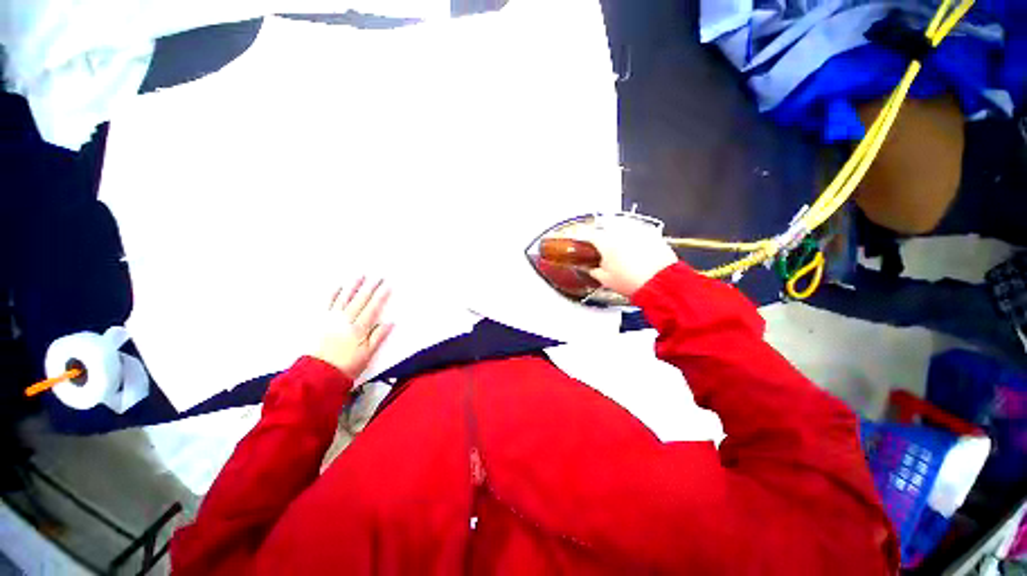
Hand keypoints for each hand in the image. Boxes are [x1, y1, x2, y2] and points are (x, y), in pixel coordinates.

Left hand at [313, 277, 393, 379]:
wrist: (317, 375)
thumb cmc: (346, 366)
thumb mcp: (367, 355)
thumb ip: (378, 337)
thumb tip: (389, 323)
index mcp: (359, 329)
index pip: (372, 308)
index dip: (380, 296)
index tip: (386, 286)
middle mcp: (345, 320)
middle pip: (360, 300)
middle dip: (370, 287)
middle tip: (377, 276)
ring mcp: (331, 319)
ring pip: (344, 299)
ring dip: (353, 286)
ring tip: (360, 276)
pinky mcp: (320, 322)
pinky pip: (327, 304)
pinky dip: (333, 294)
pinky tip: (338, 287)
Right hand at [577, 217, 678, 297]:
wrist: (661, 283)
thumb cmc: (632, 281)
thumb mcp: (605, 279)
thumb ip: (594, 271)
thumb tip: (590, 268)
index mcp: (606, 242)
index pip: (589, 234)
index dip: (582, 236)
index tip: (580, 238)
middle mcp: (621, 232)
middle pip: (605, 228)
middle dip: (600, 235)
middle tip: (599, 246)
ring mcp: (638, 231)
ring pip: (621, 227)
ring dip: (616, 234)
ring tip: (617, 248)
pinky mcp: (652, 234)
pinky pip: (637, 231)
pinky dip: (632, 237)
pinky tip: (633, 248)